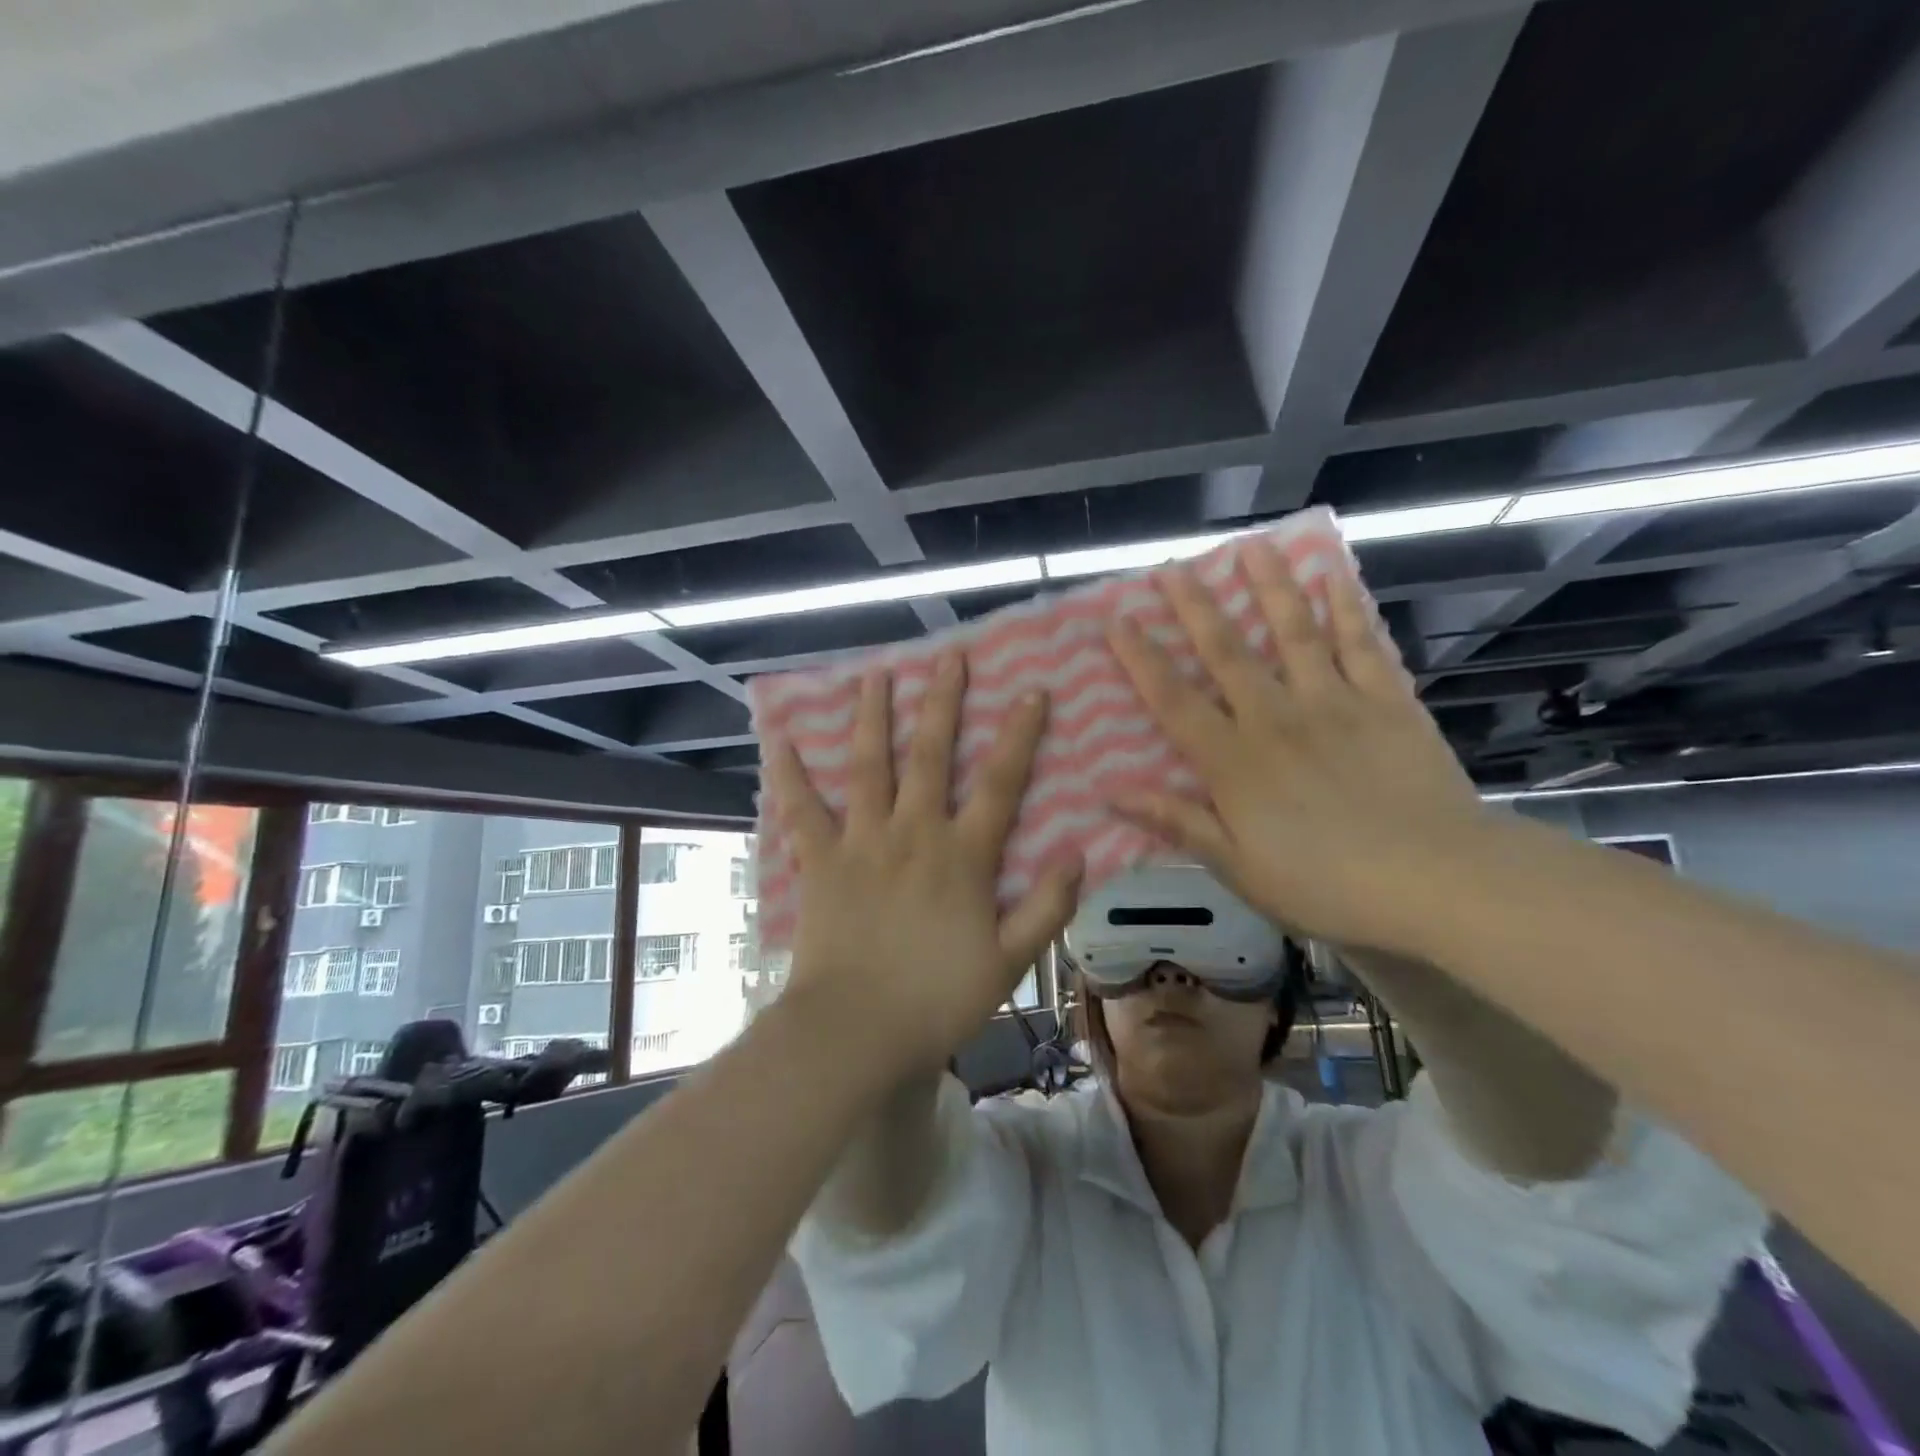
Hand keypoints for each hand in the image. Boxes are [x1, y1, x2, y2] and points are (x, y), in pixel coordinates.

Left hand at [764, 654, 1080, 1074]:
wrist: (856, 1030)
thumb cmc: (938, 999)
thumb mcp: (1010, 961)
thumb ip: (1047, 906)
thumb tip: (1078, 854)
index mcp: (962, 855)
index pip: (999, 782)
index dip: (1019, 735)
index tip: (1032, 691)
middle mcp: (913, 832)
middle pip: (929, 755)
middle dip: (942, 702)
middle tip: (949, 657)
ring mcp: (862, 841)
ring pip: (868, 766)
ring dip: (873, 716)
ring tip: (876, 675)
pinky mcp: (820, 861)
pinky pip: (802, 809)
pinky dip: (790, 774)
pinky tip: (779, 738)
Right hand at [1104, 542, 1494, 958]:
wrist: (1438, 879)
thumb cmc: (1327, 884)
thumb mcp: (1240, 868)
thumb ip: (1178, 823)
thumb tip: (1113, 794)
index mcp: (1234, 760)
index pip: (1173, 699)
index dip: (1140, 658)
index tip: (1117, 619)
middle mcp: (1276, 717)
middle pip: (1225, 651)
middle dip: (1193, 606)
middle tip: (1171, 566)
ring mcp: (1334, 702)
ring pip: (1292, 632)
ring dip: (1268, 587)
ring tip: (1250, 548)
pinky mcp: (1386, 701)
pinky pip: (1360, 644)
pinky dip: (1346, 608)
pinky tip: (1333, 576)